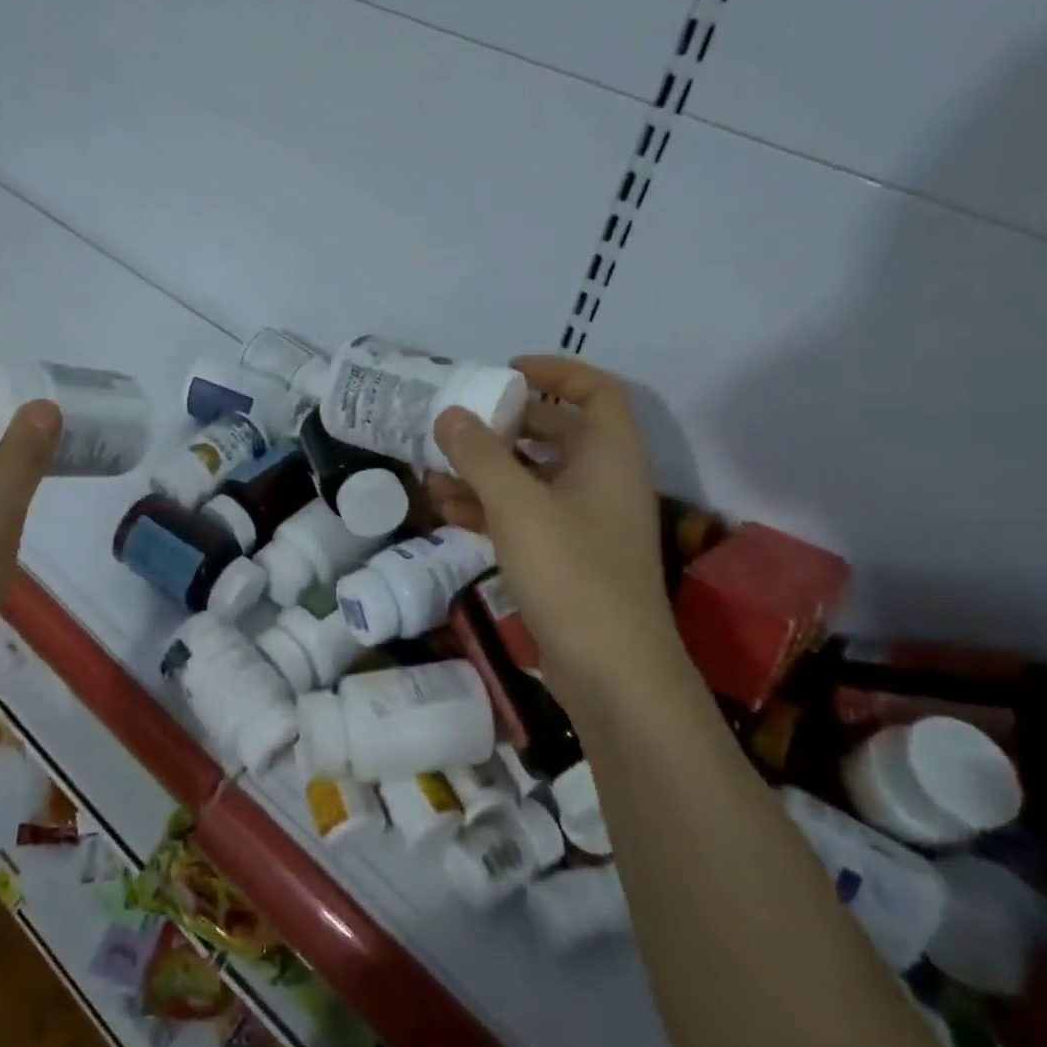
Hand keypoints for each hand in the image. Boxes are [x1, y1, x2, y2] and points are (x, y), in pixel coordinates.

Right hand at [427, 355, 688, 709]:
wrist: (612, 674)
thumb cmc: (573, 573)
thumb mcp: (518, 506)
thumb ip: (480, 455)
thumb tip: (449, 414)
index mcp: (610, 456)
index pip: (595, 391)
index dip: (555, 372)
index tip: (505, 373)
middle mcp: (602, 482)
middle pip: (556, 434)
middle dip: (504, 426)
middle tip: (458, 423)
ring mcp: (585, 523)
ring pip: (533, 479)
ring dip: (486, 471)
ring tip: (434, 471)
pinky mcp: (565, 558)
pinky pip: (524, 516)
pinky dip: (489, 508)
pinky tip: (446, 510)